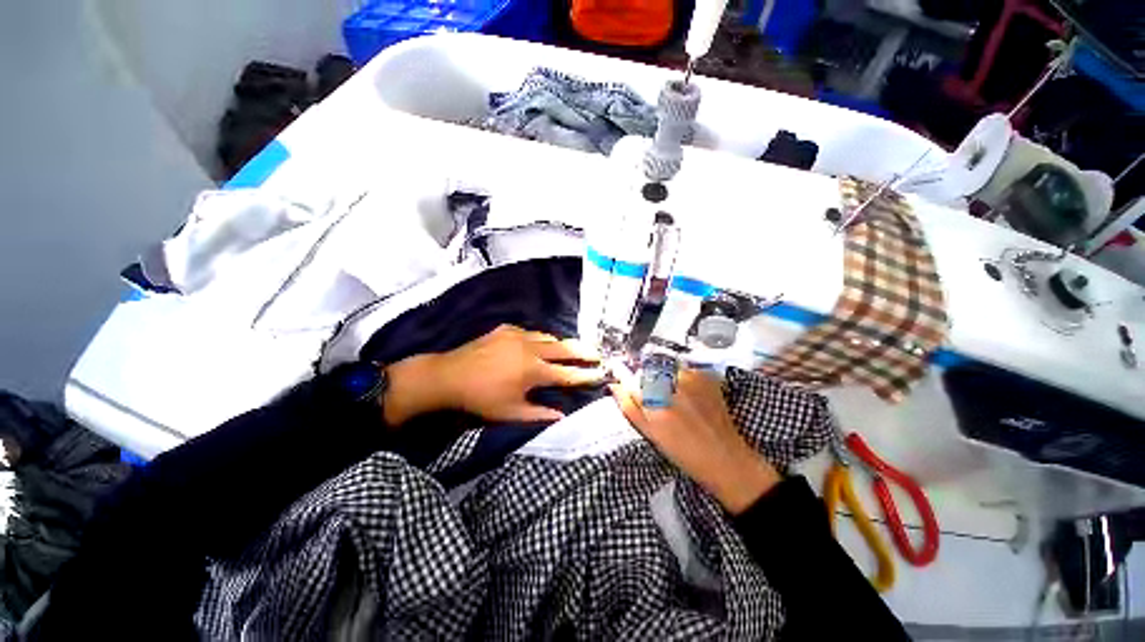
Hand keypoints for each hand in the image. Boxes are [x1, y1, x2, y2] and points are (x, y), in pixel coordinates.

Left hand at [384, 325, 604, 424]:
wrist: (448, 375)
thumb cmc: (480, 399)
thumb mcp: (510, 413)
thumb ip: (539, 414)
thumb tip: (561, 416)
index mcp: (534, 371)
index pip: (567, 374)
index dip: (586, 374)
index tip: (602, 373)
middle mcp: (531, 349)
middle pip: (564, 348)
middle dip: (583, 351)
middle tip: (597, 353)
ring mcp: (518, 335)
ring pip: (549, 337)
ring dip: (562, 344)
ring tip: (571, 349)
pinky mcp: (507, 329)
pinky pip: (531, 332)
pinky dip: (541, 339)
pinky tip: (539, 344)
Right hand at [610, 368, 779, 514]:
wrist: (725, 458)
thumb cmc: (683, 452)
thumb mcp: (650, 434)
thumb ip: (629, 407)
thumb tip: (614, 385)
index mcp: (652, 401)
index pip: (629, 376)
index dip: (622, 372)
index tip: (617, 368)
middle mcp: (670, 384)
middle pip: (647, 369)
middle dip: (645, 378)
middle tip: (655, 396)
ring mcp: (690, 377)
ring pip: (665, 367)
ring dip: (663, 376)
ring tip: (675, 396)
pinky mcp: (705, 376)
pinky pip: (684, 368)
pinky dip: (682, 377)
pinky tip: (689, 394)